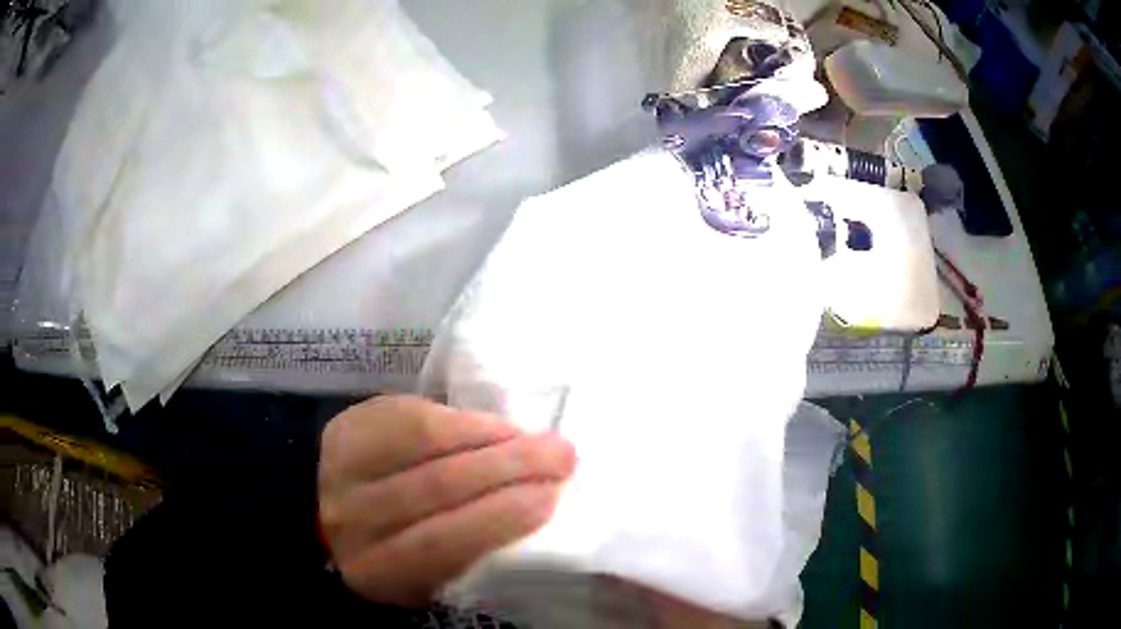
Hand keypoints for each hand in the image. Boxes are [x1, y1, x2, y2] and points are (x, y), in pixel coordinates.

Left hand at [318, 396, 575, 606]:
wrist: (336, 522)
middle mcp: (350, 520)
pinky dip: (455, 417)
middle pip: (436, 485)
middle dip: (509, 466)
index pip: (443, 541)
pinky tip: (486, 426)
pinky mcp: (343, 428)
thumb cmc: (403, 557)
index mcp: (379, 571)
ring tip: (529, 436)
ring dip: (488, 434)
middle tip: (560, 454)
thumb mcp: (435, 578)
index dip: (501, 516)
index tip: (551, 495)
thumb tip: (536, 502)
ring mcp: (340, 469)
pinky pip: (407, 412)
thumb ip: (473, 552)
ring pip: (422, 441)